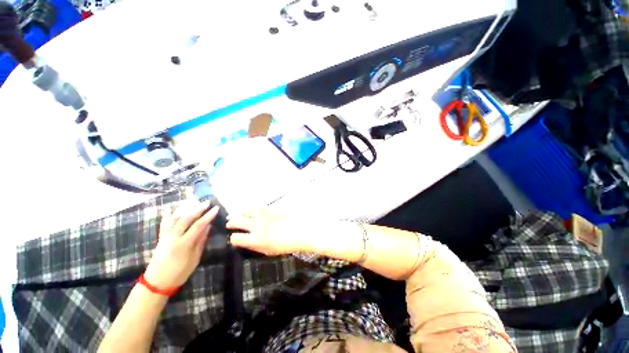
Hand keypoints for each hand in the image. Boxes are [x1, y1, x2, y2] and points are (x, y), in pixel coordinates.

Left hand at [144, 201, 219, 287]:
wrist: (157, 282)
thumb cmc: (179, 273)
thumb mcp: (194, 258)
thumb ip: (200, 241)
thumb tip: (208, 227)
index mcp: (183, 244)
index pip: (198, 226)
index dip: (208, 216)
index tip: (216, 208)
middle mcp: (173, 238)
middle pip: (186, 219)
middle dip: (197, 209)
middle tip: (207, 202)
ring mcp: (165, 237)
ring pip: (174, 219)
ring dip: (184, 209)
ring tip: (192, 201)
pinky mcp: (161, 238)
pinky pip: (164, 224)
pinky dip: (167, 216)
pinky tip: (169, 208)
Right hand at [226, 209, 308, 255]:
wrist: (300, 231)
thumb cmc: (285, 245)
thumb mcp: (268, 251)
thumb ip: (255, 246)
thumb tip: (245, 241)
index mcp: (256, 240)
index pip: (236, 238)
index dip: (233, 239)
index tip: (234, 238)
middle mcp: (257, 226)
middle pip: (238, 221)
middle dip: (231, 222)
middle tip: (229, 223)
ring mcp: (263, 215)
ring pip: (247, 210)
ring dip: (241, 212)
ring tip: (239, 213)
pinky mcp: (271, 209)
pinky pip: (258, 207)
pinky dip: (252, 208)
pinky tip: (252, 209)